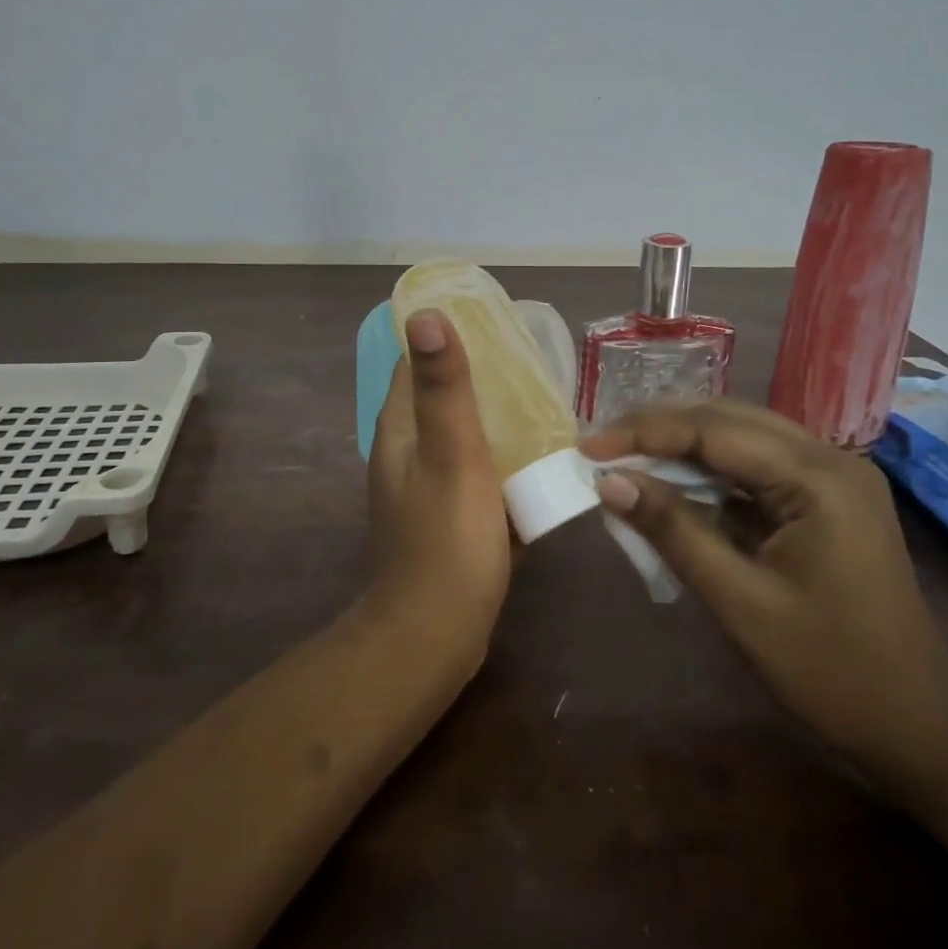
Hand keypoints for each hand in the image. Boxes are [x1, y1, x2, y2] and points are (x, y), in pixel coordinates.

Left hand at [366, 310, 510, 648]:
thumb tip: (426, 314)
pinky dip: (502, 461)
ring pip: (465, 436)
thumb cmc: (446, 539)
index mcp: (399, 428)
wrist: (435, 634)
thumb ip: (442, 386)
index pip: (415, 361)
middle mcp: (406, 450)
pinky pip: (478, 473)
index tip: (497, 324)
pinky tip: (540, 462)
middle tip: (536, 366)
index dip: (451, 336)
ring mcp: (426, 486)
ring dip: (498, 420)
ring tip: (548, 406)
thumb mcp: (452, 453)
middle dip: (485, 378)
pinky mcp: (449, 516)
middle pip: (444, 396)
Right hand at [582, 400, 947, 784]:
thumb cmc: (831, 671)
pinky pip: (755, 466)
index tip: (588, 444)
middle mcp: (829, 458)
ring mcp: (831, 476)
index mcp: (819, 477)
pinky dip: (708, 471)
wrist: (917, 726)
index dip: (645, 432)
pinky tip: (672, 481)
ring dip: (681, 444)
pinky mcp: (824, 498)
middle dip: (660, 427)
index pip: (715, 430)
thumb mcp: (740, 602)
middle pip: (728, 419)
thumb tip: (609, 481)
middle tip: (600, 443)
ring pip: (740, 437)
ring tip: (624, 454)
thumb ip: (674, 531)